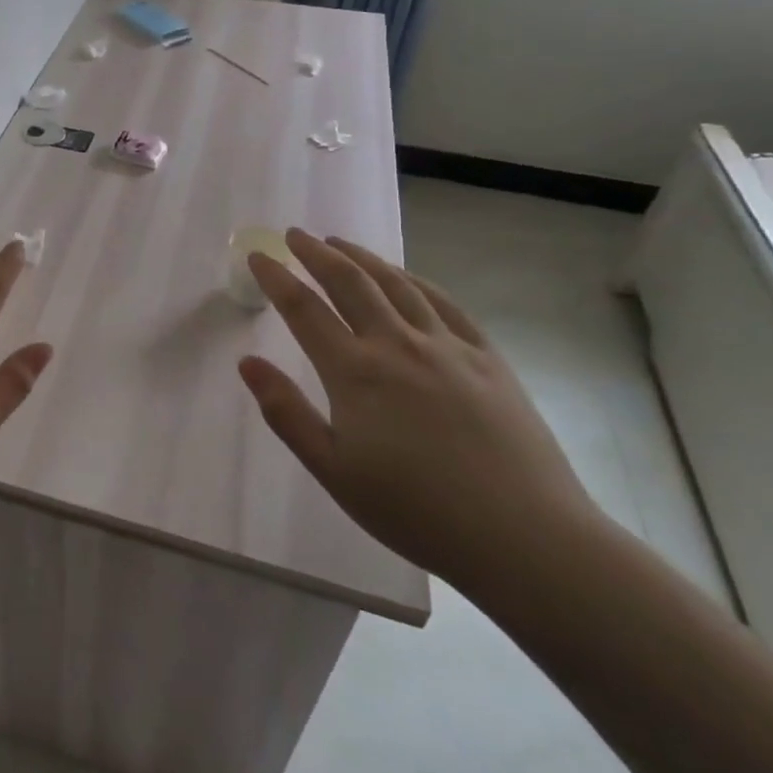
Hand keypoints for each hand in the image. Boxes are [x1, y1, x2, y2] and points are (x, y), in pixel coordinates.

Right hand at [240, 231, 598, 596]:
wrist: (525, 537)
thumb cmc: (417, 511)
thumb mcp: (334, 472)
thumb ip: (287, 413)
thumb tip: (247, 362)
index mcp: (355, 372)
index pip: (303, 309)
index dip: (276, 278)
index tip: (257, 256)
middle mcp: (397, 344)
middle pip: (349, 282)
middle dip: (316, 253)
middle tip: (295, 235)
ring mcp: (447, 346)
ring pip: (396, 284)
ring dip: (362, 257)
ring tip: (340, 243)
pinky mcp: (488, 357)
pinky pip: (445, 304)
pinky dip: (416, 280)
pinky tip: (405, 276)